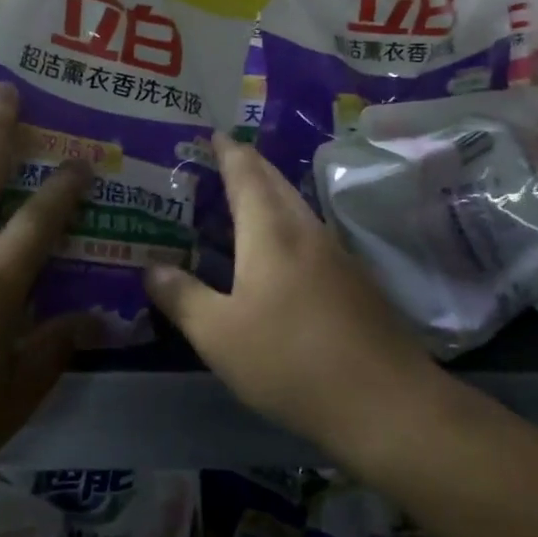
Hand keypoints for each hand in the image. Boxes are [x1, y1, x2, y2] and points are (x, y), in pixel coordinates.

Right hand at [143, 134, 441, 455]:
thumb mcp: (219, 334)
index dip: (228, 151)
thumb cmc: (290, 360)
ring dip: (270, 196)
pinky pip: (311, 237)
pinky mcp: (356, 284)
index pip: (246, 173)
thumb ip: (182, 297)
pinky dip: (286, 228)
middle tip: (222, 159)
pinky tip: (277, 255)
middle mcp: (307, 231)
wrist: (386, 403)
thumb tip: (151, 269)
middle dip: (250, 165)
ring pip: (297, 209)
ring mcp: (338, 256)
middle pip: (276, 183)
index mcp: (271, 232)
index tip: (214, 133)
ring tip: (242, 202)